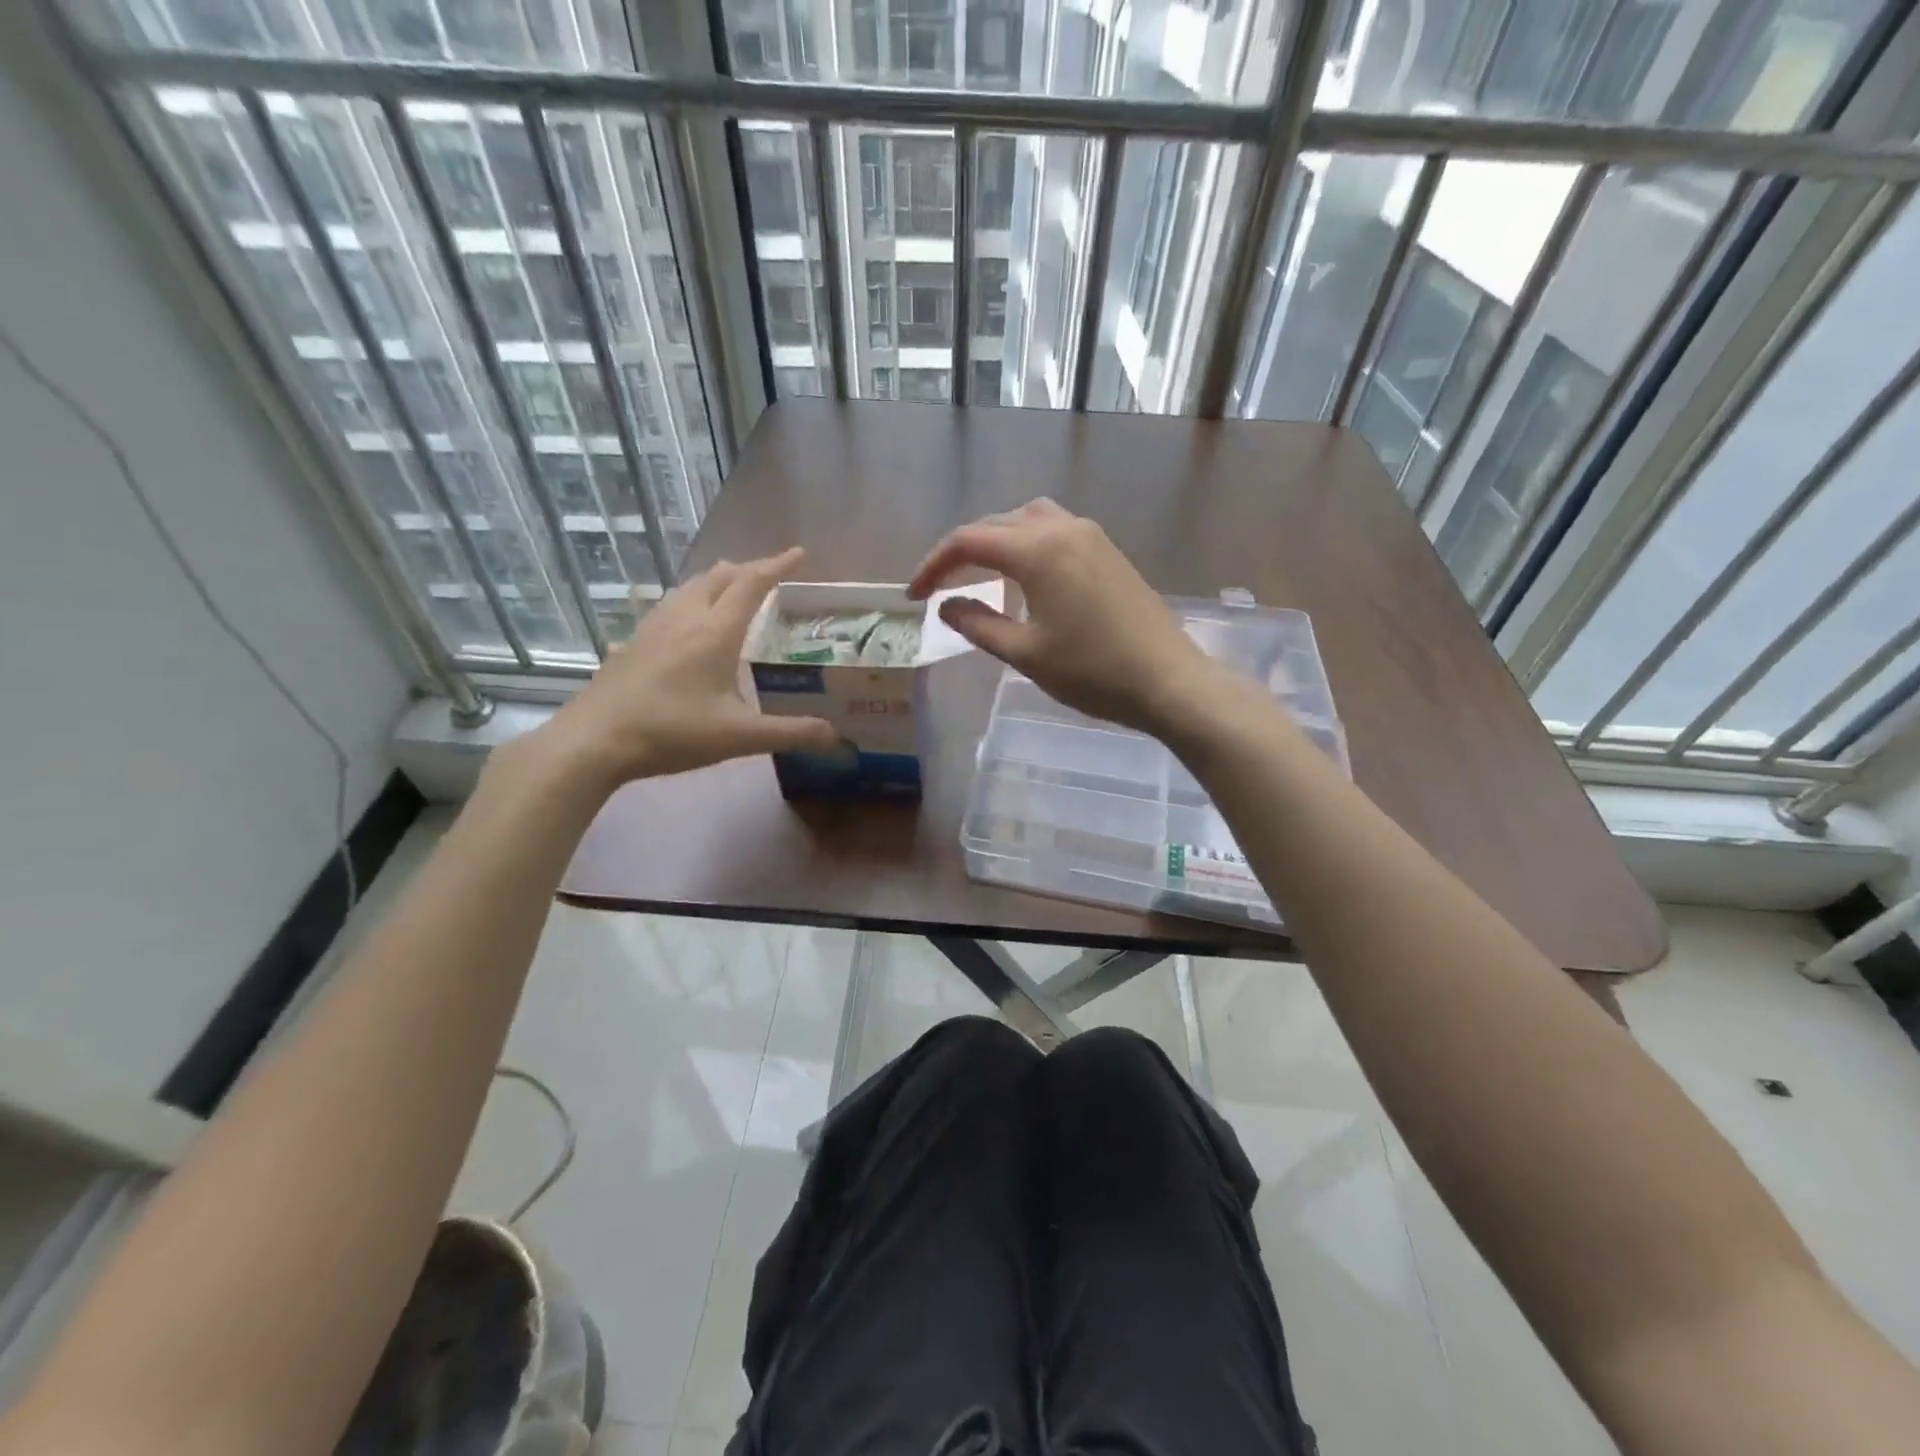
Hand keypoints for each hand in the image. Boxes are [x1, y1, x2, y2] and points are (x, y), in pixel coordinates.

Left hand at [542, 547, 837, 783]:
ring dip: (719, 580)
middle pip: (720, 576)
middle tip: (771, 575)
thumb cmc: (672, 732)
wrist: (595, 740)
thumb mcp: (739, 737)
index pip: (752, 584)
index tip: (800, 554)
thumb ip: (791, 733)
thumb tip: (837, 737)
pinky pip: (670, 605)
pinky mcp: (634, 642)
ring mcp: (654, 627)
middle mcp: (685, 618)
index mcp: (715, 633)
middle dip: (750, 569)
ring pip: (691, 587)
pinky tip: (688, 623)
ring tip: (734, 590)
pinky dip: (693, 599)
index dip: (778, 566)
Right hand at [908, 499, 1236, 737]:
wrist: (1169, 681)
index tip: (914, 596)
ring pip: (1028, 520)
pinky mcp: (1109, 552)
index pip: (969, 541)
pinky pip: (1055, 532)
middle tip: (940, 586)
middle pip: (997, 523)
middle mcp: (1063, 529)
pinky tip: (1025, 577)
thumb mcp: (1025, 653)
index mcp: (1038, 550)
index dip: (934, 565)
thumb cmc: (1093, 672)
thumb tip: (946, 606)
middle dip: (962, 551)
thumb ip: (979, 624)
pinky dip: (1027, 545)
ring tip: (980, 574)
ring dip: (997, 540)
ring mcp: (1091, 537)